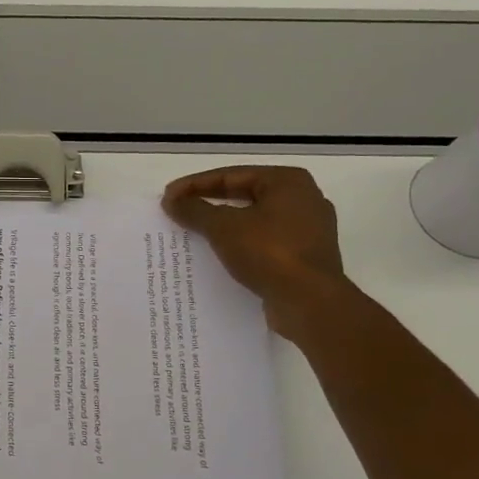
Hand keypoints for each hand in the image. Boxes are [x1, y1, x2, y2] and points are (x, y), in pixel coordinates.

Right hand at [162, 166, 350, 338]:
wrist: (310, 302)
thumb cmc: (269, 252)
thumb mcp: (223, 227)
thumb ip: (195, 210)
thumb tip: (172, 201)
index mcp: (288, 182)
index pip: (232, 175)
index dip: (195, 184)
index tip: (169, 196)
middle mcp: (303, 199)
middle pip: (245, 195)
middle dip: (210, 204)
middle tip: (180, 212)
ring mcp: (309, 230)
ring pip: (255, 221)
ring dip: (224, 226)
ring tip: (195, 233)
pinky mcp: (306, 257)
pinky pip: (265, 243)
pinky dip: (241, 245)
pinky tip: (221, 255)